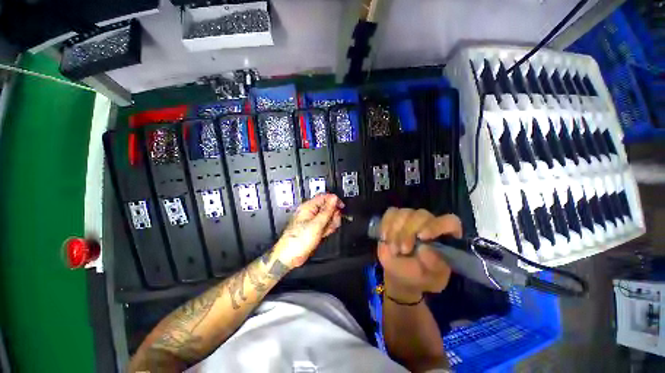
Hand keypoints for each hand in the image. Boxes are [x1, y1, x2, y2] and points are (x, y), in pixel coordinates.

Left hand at [274, 193, 342, 268]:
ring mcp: (313, 220)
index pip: (324, 197)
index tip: (340, 207)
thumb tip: (334, 199)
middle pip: (327, 207)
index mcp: (308, 207)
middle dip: (333, 214)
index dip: (334, 201)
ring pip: (328, 216)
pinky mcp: (314, 228)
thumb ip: (327, 211)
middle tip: (332, 221)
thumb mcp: (316, 224)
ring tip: (327, 229)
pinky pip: (325, 224)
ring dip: (331, 222)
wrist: (290, 256)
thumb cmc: (297, 240)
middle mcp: (310, 212)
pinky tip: (325, 233)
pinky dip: (327, 228)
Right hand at [377, 208, 461, 297]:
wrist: (399, 275)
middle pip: (421, 215)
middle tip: (404, 250)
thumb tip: (426, 249)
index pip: (450, 221)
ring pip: (404, 213)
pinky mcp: (394, 217)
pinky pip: (390, 213)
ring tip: (394, 249)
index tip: (422, 237)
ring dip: (396, 231)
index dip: (437, 226)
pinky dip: (386, 224)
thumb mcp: (431, 278)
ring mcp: (410, 218)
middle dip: (409, 232)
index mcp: (444, 236)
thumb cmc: (420, 276)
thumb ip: (433, 265)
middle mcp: (428, 223)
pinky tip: (385, 238)